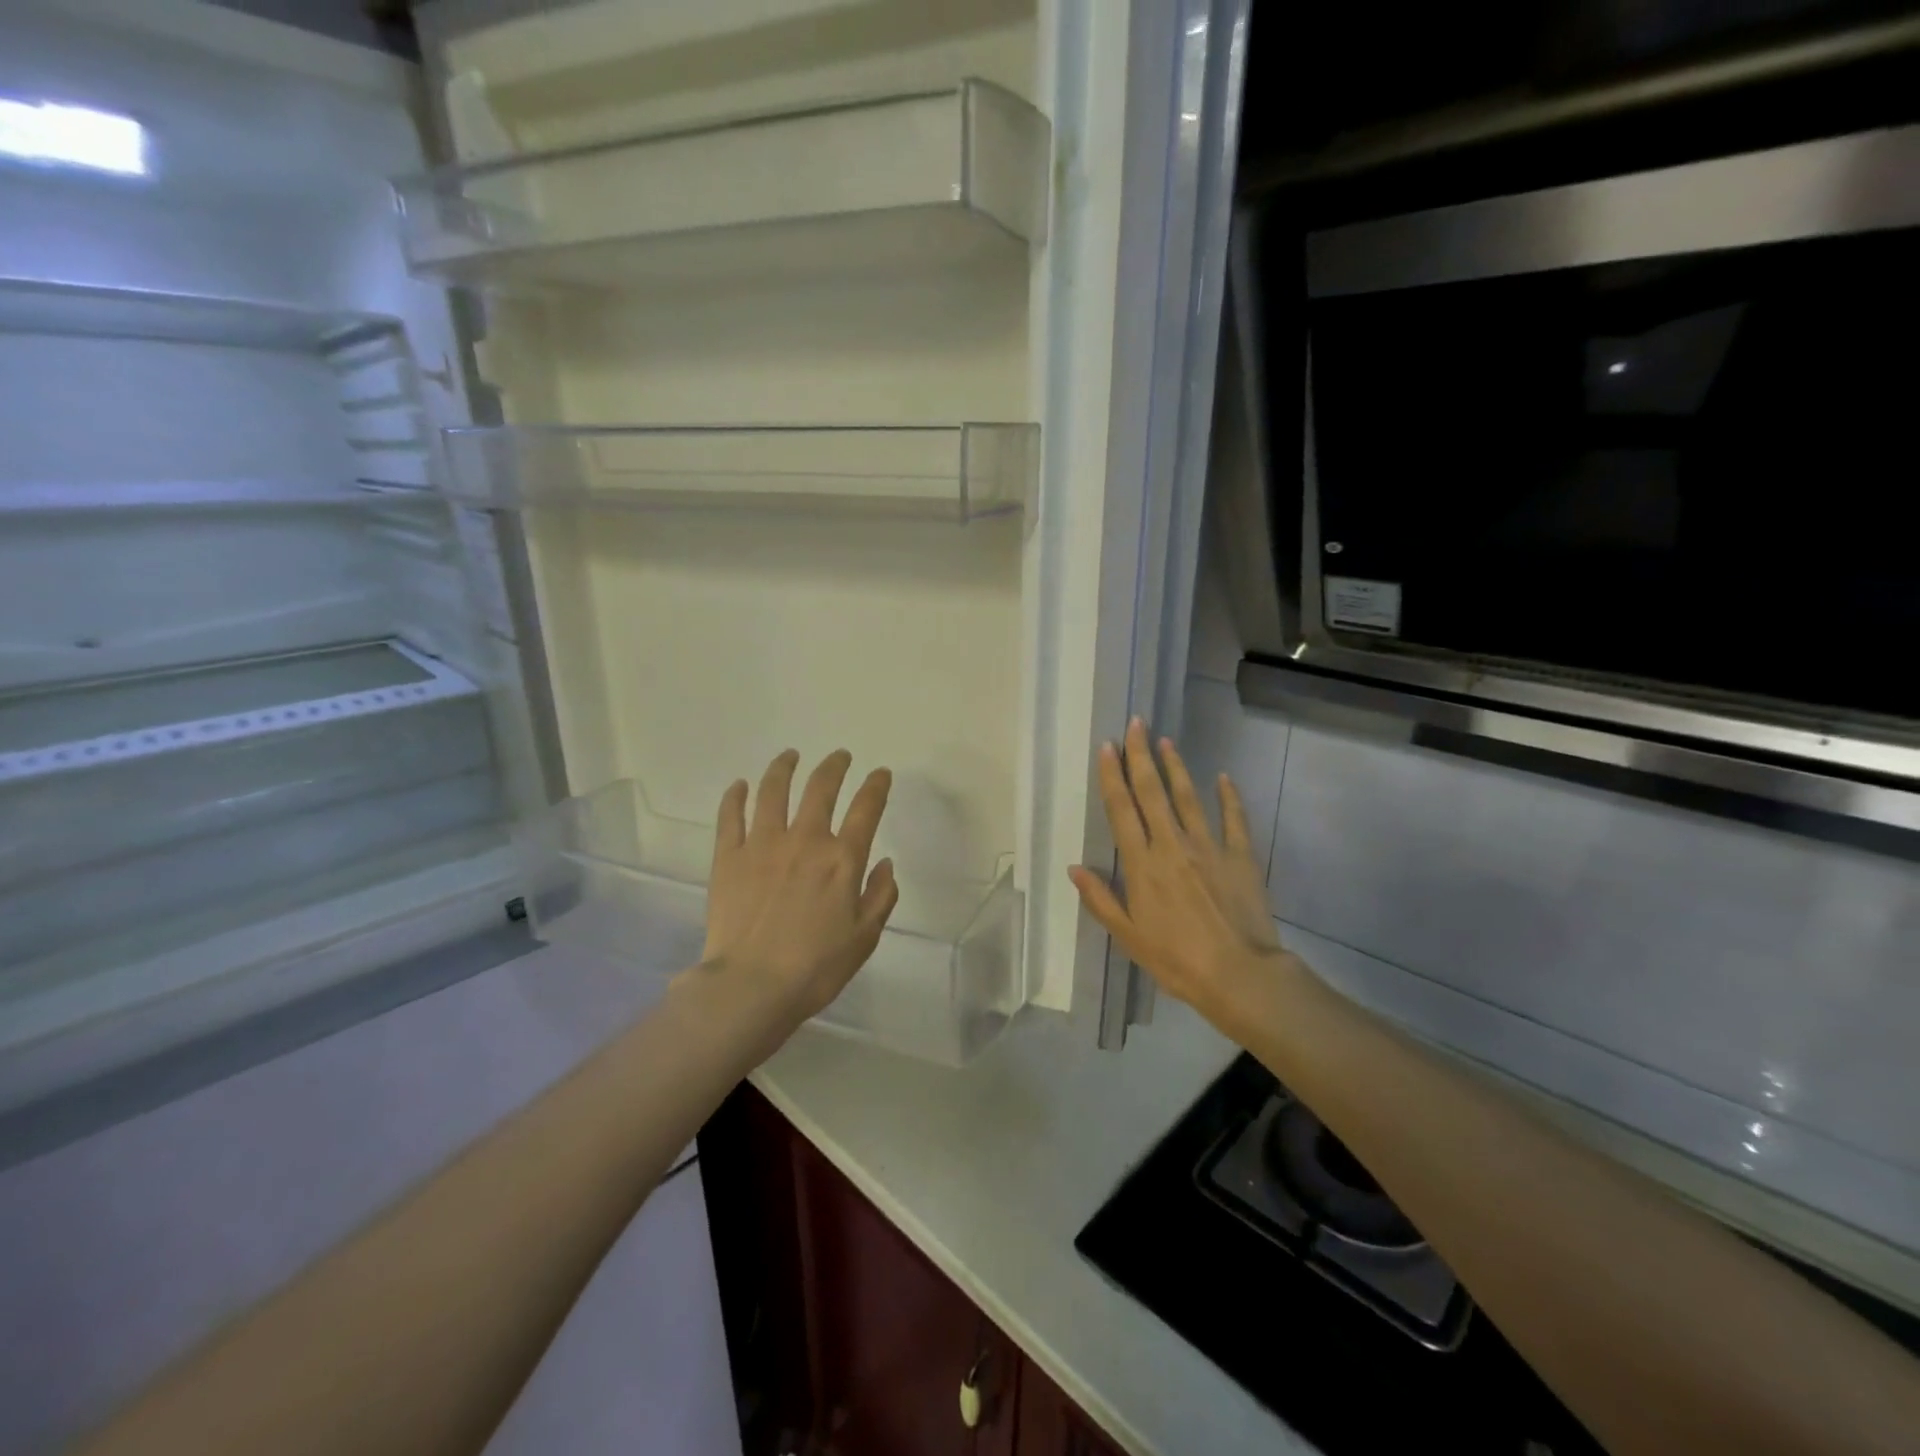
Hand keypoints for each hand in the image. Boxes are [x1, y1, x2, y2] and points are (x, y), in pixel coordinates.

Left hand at [697, 748, 898, 1032]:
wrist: (751, 987)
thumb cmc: (815, 968)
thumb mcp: (864, 937)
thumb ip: (881, 896)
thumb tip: (885, 862)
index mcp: (842, 859)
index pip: (866, 808)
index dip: (876, 785)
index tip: (880, 773)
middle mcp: (805, 840)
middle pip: (820, 787)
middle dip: (834, 766)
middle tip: (839, 756)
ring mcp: (762, 844)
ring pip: (773, 791)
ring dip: (784, 767)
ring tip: (790, 756)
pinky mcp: (728, 857)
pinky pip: (731, 816)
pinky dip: (735, 796)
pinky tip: (739, 785)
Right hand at [1069, 719, 1296, 1040]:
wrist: (1239, 975)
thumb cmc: (1176, 959)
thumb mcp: (1128, 936)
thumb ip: (1100, 899)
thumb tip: (1074, 868)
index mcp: (1142, 864)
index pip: (1122, 810)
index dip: (1112, 776)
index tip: (1107, 747)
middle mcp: (1172, 845)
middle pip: (1153, 793)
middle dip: (1141, 756)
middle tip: (1135, 724)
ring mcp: (1208, 847)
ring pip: (1189, 797)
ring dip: (1176, 767)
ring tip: (1166, 740)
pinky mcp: (1240, 856)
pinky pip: (1234, 819)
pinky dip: (1229, 797)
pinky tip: (1224, 777)